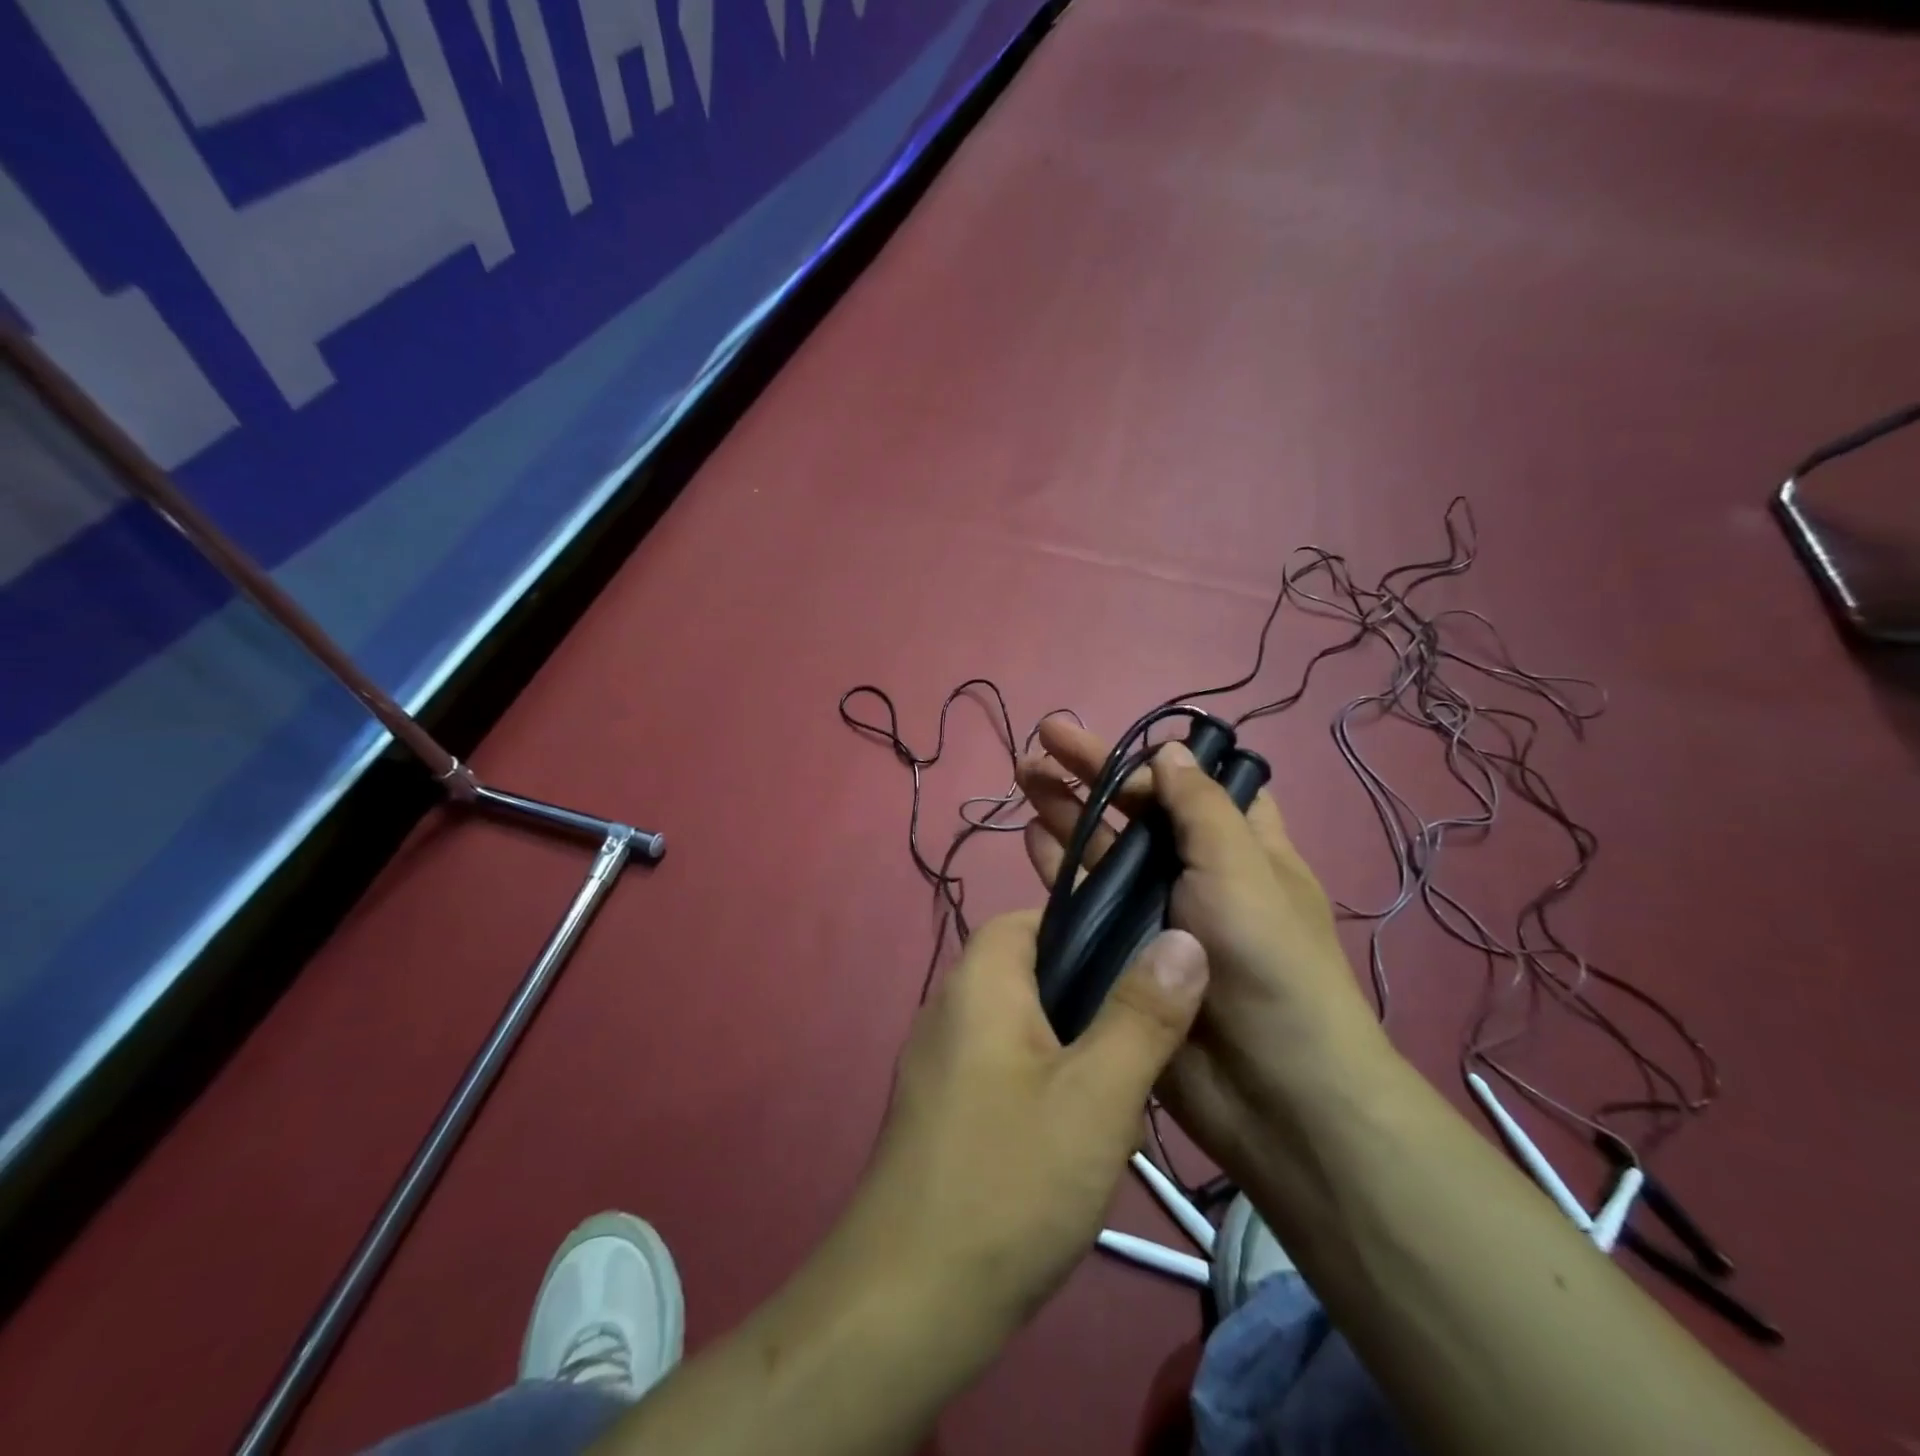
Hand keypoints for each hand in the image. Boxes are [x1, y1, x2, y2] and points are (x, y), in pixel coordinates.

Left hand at [832, 910, 1209, 1335]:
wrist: (908, 1302)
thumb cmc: (1010, 1180)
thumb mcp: (1097, 1095)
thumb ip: (1143, 1014)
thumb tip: (1182, 938)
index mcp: (979, 982)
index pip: (1032, 918)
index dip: (1089, 929)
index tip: (1143, 964)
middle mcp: (950, 1008)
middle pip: (1031, 972)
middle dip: (1092, 998)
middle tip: (1146, 1038)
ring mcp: (940, 1063)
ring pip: (1024, 1026)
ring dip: (1074, 1048)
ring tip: (1125, 1090)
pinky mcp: (943, 1111)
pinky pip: (1004, 1069)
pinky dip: (1045, 1083)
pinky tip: (1079, 1134)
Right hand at [1017, 719, 1391, 1181]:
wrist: (1271, 1092)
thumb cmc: (1267, 962)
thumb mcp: (1241, 868)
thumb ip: (1199, 807)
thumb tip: (1169, 750)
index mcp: (1239, 845)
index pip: (1190, 785)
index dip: (1150, 761)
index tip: (1111, 744)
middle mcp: (1196, 871)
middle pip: (1136, 809)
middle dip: (1091, 771)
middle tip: (1039, 738)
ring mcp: (1155, 911)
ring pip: (1104, 848)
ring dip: (1066, 810)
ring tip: (1023, 777)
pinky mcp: (1123, 950)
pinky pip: (1086, 898)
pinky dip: (1060, 865)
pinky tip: (1031, 838)